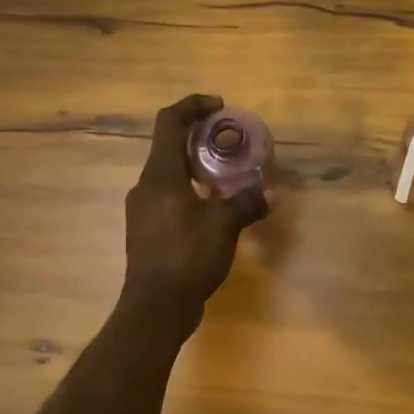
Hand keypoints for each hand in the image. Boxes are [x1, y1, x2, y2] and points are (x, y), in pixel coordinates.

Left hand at [123, 94, 269, 310]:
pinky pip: (170, 197)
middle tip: (229, 142)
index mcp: (160, 175)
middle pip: (169, 147)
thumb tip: (270, 193)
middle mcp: (145, 186)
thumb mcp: (224, 226)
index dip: (193, 106)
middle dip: (199, 138)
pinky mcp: (147, 231)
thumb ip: (246, 203)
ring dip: (196, 167)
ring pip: (169, 174)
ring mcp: (143, 210)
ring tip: (226, 176)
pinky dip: (191, 192)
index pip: (169, 122)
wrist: (156, 307)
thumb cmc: (187, 256)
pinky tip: (213, 209)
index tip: (219, 106)